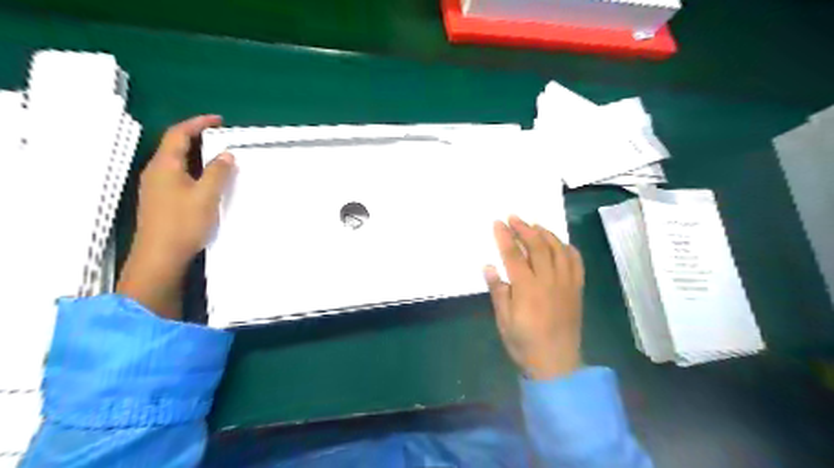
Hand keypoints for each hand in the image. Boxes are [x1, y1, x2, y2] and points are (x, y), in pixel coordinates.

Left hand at [118, 115, 233, 319]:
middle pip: (175, 146)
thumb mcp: (206, 196)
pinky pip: (178, 175)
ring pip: (177, 162)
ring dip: (197, 155)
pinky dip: (194, 170)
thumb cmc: (183, 223)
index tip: (219, 120)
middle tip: (221, 137)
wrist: (160, 256)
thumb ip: (217, 173)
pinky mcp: (160, 200)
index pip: (179, 134)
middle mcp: (156, 172)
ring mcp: (156, 187)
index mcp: (164, 166)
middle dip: (197, 137)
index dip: (198, 123)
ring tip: (218, 156)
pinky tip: (207, 180)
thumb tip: (226, 155)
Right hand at [486, 216, 581, 378]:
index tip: (498, 223)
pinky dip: (568, 249)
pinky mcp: (577, 289)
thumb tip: (489, 266)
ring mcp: (566, 283)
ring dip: (546, 234)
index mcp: (527, 288)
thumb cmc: (524, 343)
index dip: (505, 237)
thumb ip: (498, 291)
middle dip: (524, 229)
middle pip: (537, 246)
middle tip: (514, 217)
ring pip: (558, 250)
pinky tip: (560, 244)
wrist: (557, 363)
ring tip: (534, 225)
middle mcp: (549, 280)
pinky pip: (576, 262)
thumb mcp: (504, 320)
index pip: (514, 255)